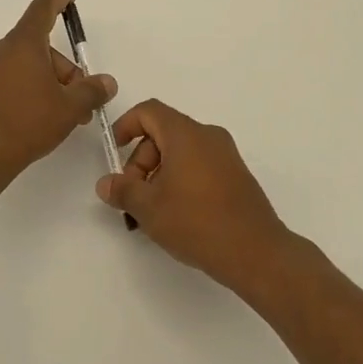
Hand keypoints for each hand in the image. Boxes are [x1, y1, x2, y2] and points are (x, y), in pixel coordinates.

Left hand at [0, 0, 116, 185]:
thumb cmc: (27, 122)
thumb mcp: (69, 108)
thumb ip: (92, 90)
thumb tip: (107, 83)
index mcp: (23, 44)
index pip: (42, 9)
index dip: (58, 0)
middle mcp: (1, 50)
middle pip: (40, 47)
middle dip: (65, 69)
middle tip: (82, 97)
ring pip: (26, 66)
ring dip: (49, 83)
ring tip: (66, 115)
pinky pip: (11, 80)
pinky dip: (29, 90)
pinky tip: (40, 118)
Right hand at [98, 99, 296, 293]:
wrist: (256, 252)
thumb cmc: (197, 222)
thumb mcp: (149, 208)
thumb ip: (123, 190)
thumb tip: (106, 183)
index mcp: (186, 134)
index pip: (149, 111)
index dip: (126, 126)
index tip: (114, 152)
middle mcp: (208, 136)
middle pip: (163, 133)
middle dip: (141, 161)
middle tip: (134, 197)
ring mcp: (226, 155)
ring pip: (181, 151)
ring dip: (159, 174)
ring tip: (153, 212)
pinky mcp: (236, 175)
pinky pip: (199, 165)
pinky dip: (181, 180)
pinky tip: (177, 214)